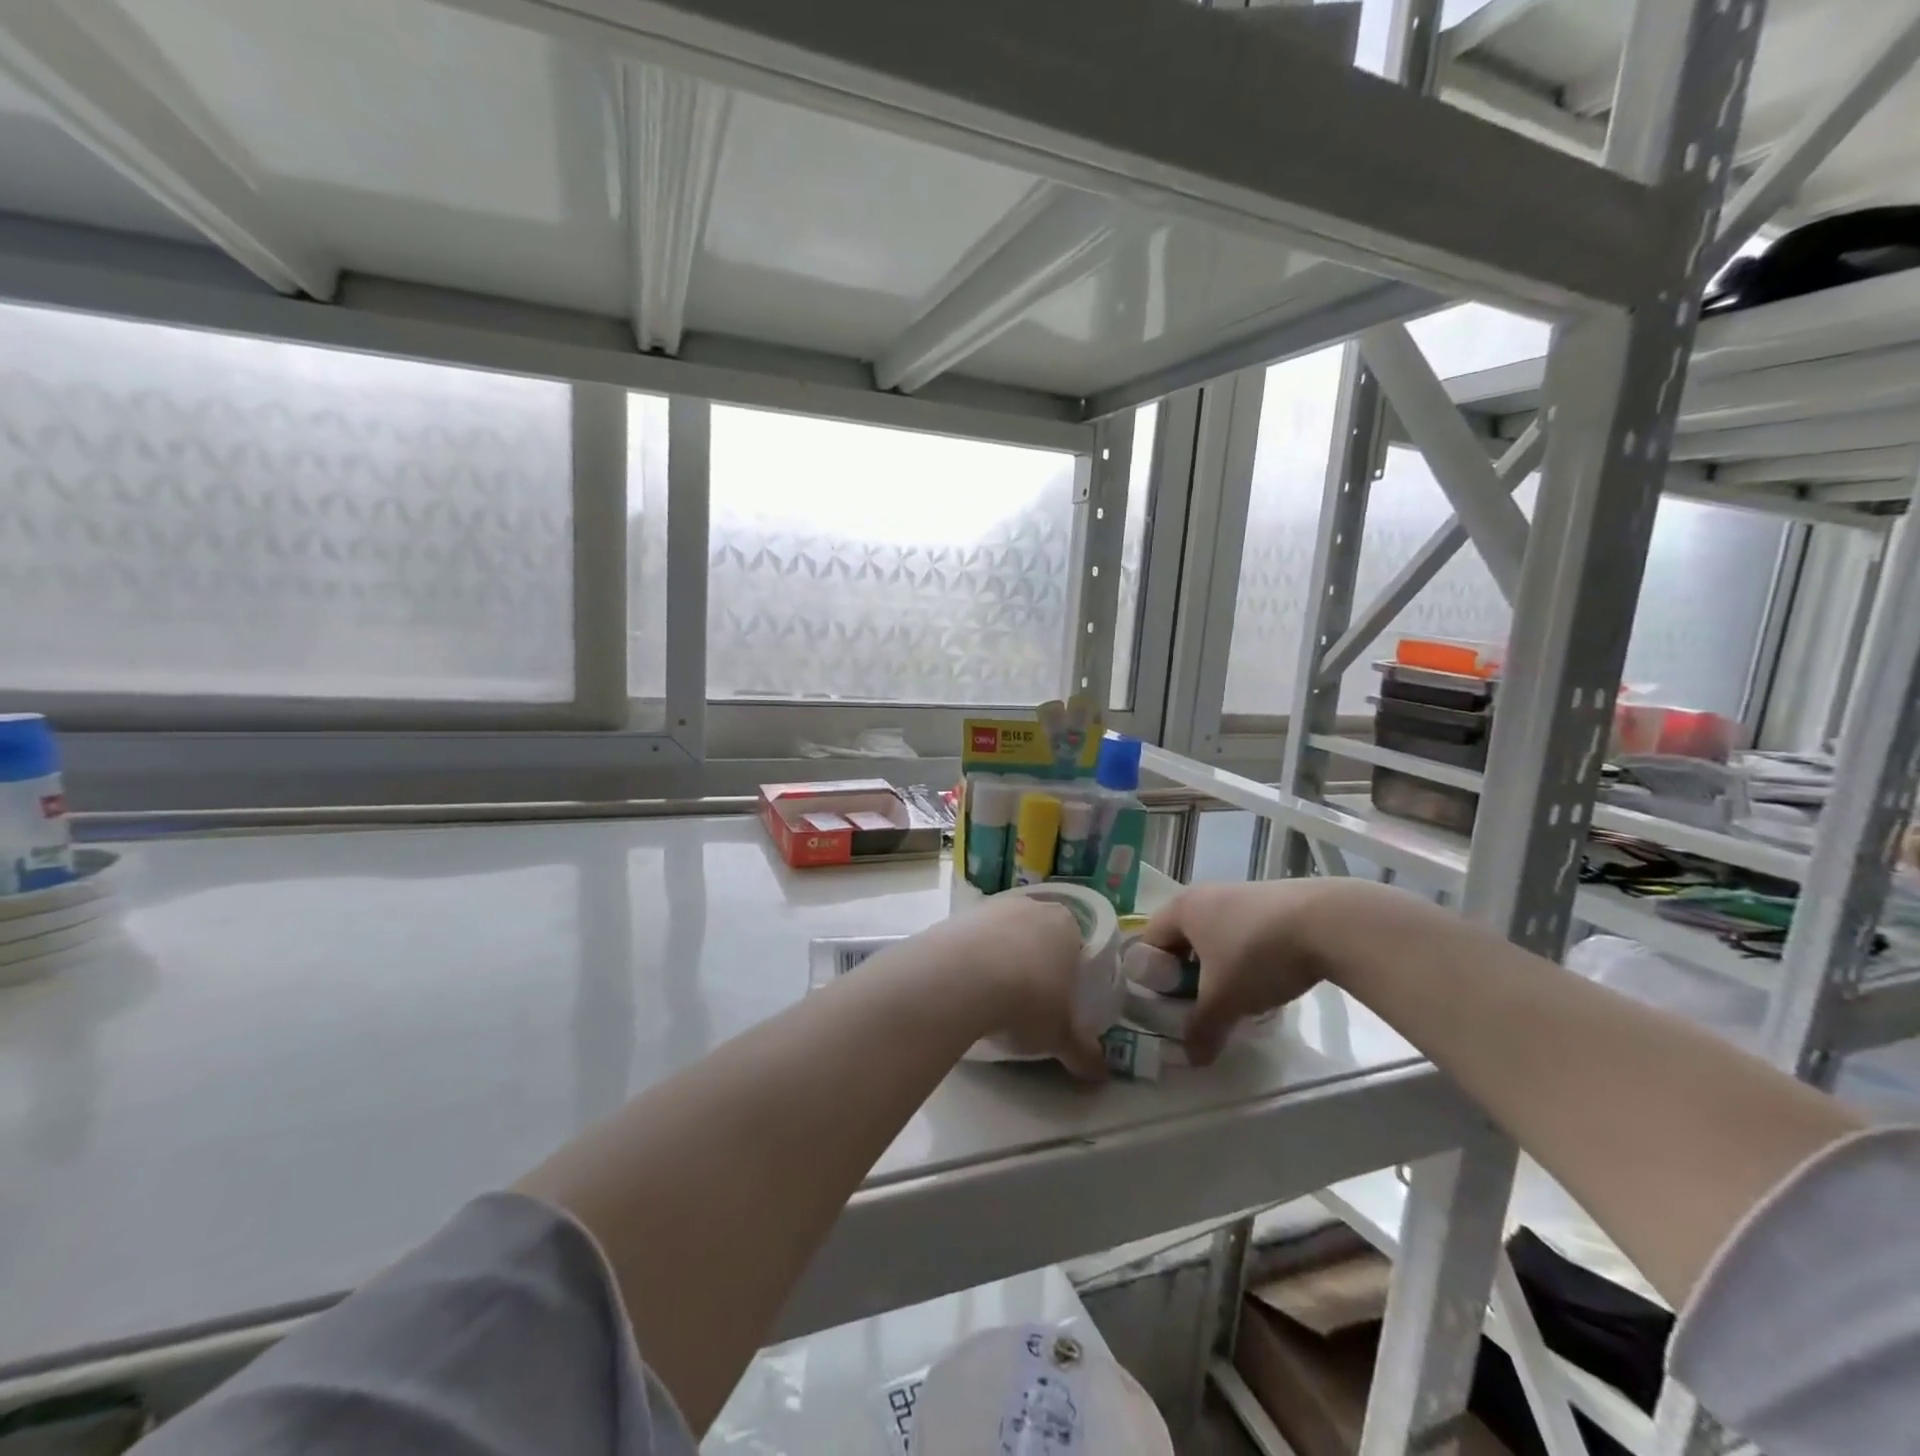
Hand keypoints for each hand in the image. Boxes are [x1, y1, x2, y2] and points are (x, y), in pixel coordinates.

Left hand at [913, 898, 1108, 1080]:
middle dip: (1032, 961)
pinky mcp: (957, 916)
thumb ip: (1081, 1052)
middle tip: (1026, 999)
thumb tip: (1100, 1074)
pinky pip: (970, 938)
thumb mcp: (1059, 1035)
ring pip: (1001, 933)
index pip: (1074, 944)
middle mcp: (1031, 907)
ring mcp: (991, 907)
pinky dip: (969, 958)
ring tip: (991, 996)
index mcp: (1066, 926)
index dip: (1067, 970)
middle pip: (1036, 934)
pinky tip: (963, 986)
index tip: (1058, 998)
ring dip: (998, 958)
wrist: (962, 978)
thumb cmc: (1026, 1001)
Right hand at [1142, 880, 1342, 1065]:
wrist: (1327, 923)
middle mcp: (1204, 894)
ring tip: (1236, 996)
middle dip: (1187, 973)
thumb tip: (1192, 1058)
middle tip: (1199, 1004)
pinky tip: (1267, 979)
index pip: (1149, 942)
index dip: (1152, 975)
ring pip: (1215, 935)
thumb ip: (1202, 1029)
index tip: (1168, 1004)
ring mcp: (1240, 893)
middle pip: (1182, 938)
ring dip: (1218, 965)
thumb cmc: (1257, 956)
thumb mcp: (1224, 1000)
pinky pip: (1243, 930)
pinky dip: (1246, 955)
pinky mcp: (1271, 899)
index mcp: (1181, 909)